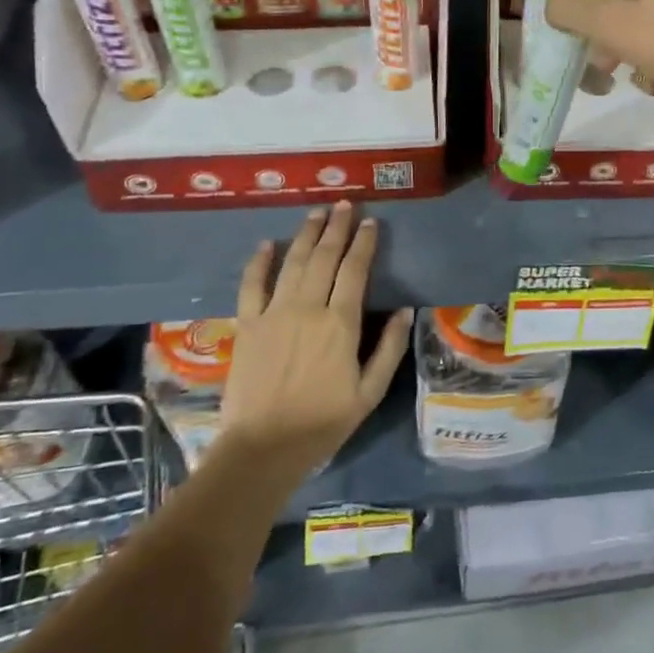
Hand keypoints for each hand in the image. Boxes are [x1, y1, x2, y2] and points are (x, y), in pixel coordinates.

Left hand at [217, 201, 411, 477]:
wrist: (264, 447)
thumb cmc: (323, 422)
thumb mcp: (370, 391)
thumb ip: (389, 348)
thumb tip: (406, 310)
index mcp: (341, 323)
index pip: (355, 271)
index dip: (364, 243)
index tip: (370, 222)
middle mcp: (307, 308)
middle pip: (324, 257)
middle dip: (336, 228)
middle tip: (344, 205)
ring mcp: (273, 313)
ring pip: (292, 263)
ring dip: (305, 234)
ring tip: (316, 212)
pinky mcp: (247, 325)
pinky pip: (252, 285)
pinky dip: (259, 262)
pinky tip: (267, 244)